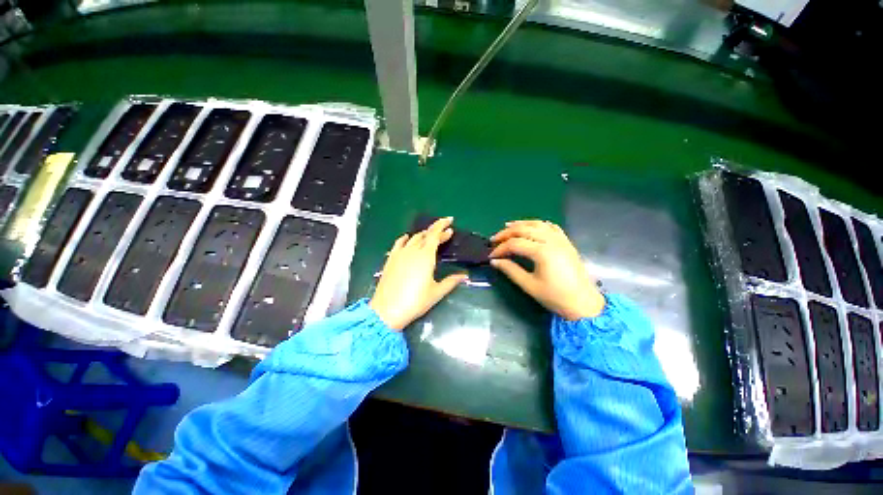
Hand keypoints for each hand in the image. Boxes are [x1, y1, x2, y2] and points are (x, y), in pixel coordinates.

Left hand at [370, 217, 467, 330]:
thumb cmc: (415, 301)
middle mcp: (412, 250)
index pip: (435, 234)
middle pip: (426, 235)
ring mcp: (400, 253)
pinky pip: (399, 243)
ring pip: (413, 238)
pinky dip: (406, 239)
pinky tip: (408, 239)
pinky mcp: (391, 259)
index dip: (442, 225)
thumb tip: (464, 276)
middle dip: (437, 232)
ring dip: (423, 235)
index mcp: (425, 256)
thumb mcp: (436, 292)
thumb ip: (451, 281)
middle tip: (446, 234)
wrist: (387, 310)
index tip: (450, 220)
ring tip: (430, 238)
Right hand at [490, 220, 604, 320]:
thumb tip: (494, 261)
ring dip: (520, 224)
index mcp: (542, 252)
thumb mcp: (529, 285)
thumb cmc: (555, 297)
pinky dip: (538, 224)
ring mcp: (561, 239)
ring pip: (537, 224)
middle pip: (524, 229)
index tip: (491, 256)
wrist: (584, 303)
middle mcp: (551, 241)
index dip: (500, 249)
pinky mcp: (566, 242)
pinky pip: (551, 227)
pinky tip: (531, 226)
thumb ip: (510, 270)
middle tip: (494, 239)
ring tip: (507, 226)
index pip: (514, 244)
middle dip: (506, 233)